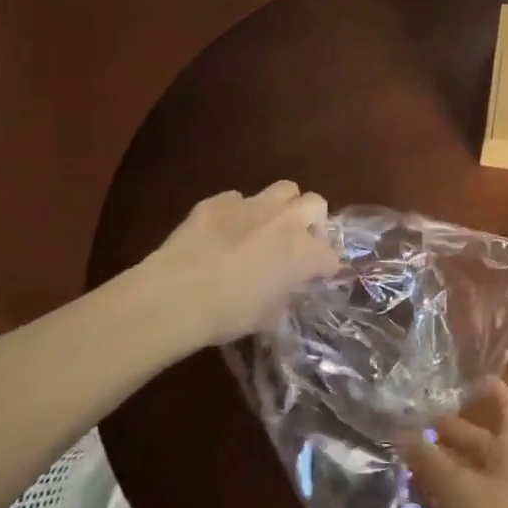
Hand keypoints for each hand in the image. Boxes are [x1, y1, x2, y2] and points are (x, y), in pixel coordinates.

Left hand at [135, 182, 341, 347]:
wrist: (176, 296)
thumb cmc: (229, 314)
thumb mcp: (267, 318)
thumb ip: (283, 299)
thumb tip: (282, 295)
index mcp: (305, 252)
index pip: (331, 256)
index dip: (325, 268)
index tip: (314, 280)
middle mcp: (286, 221)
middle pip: (316, 204)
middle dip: (312, 222)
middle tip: (297, 243)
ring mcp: (252, 205)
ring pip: (284, 189)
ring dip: (282, 206)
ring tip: (267, 228)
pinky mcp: (218, 201)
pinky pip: (237, 199)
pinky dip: (237, 213)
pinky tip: (222, 233)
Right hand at [399, 382, 507, 507]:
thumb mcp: (457, 489)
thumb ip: (430, 461)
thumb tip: (404, 434)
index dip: (492, 391)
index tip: (469, 382)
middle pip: (486, 441)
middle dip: (453, 435)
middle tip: (418, 429)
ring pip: (479, 472)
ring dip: (450, 466)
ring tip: (414, 463)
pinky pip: (479, 498)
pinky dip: (456, 494)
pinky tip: (429, 502)